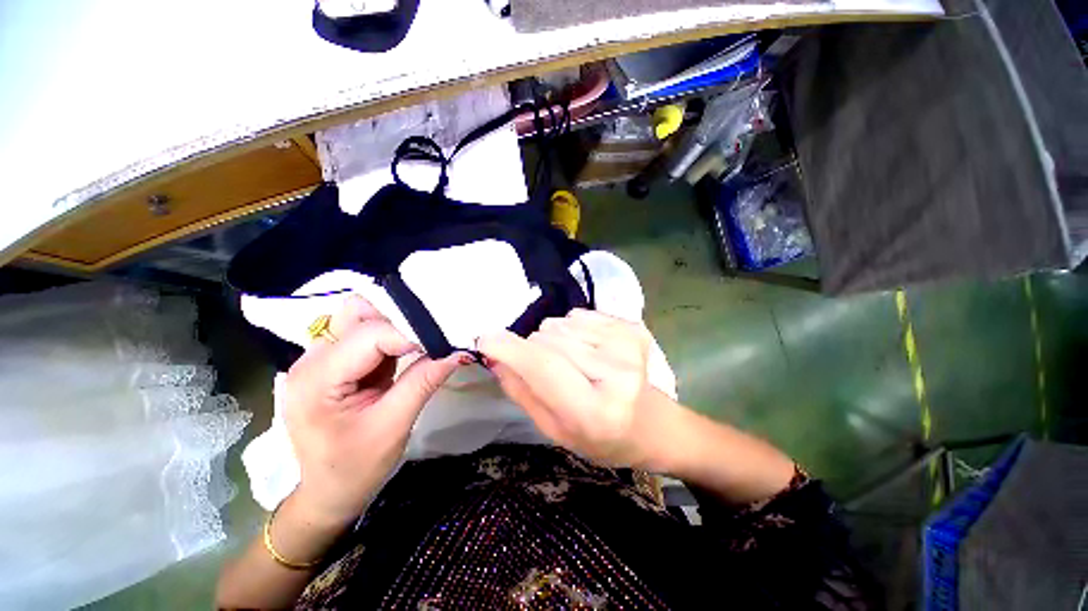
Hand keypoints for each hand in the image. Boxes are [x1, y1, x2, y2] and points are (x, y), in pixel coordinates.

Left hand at [281, 295, 462, 524]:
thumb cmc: (356, 467)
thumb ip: (423, 382)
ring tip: (412, 352)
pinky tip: (400, 357)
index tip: (438, 349)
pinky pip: (363, 333)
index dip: (409, 335)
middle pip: (358, 315)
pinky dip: (388, 339)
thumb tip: (458, 352)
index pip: (370, 334)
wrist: (328, 492)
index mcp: (317, 379)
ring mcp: (318, 359)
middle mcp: (310, 360)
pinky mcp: (331, 362)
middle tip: (425, 344)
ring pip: (361, 318)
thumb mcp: (394, 426)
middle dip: (397, 324)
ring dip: (392, 329)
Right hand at [478, 309, 676, 469]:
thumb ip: (521, 391)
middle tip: (547, 370)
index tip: (484, 338)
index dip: (510, 348)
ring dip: (554, 340)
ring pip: (561, 324)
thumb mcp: (553, 429)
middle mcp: (616, 372)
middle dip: (533, 349)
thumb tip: (494, 355)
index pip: (543, 366)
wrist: (649, 423)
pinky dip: (573, 330)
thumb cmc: (599, 436)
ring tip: (572, 362)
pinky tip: (588, 350)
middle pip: (548, 339)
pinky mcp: (631, 327)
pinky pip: (579, 315)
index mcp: (595, 410)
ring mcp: (628, 345)